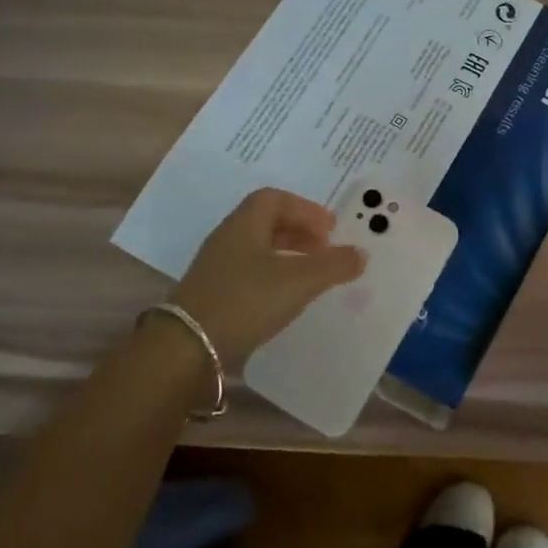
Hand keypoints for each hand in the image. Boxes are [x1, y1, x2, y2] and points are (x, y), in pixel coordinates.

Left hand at [165, 188, 366, 370]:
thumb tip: (361, 253)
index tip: (329, 229)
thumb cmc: (246, 301)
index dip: (305, 209)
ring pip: (258, 248)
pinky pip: (249, 272)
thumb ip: (334, 265)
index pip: (274, 199)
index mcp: (244, 224)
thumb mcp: (299, 281)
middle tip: (325, 249)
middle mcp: (228, 239)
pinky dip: (274, 276)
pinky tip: (286, 298)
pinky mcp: (213, 294)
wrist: (187, 349)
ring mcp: (216, 268)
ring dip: (287, 254)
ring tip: (311, 275)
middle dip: (299, 231)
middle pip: (266, 221)